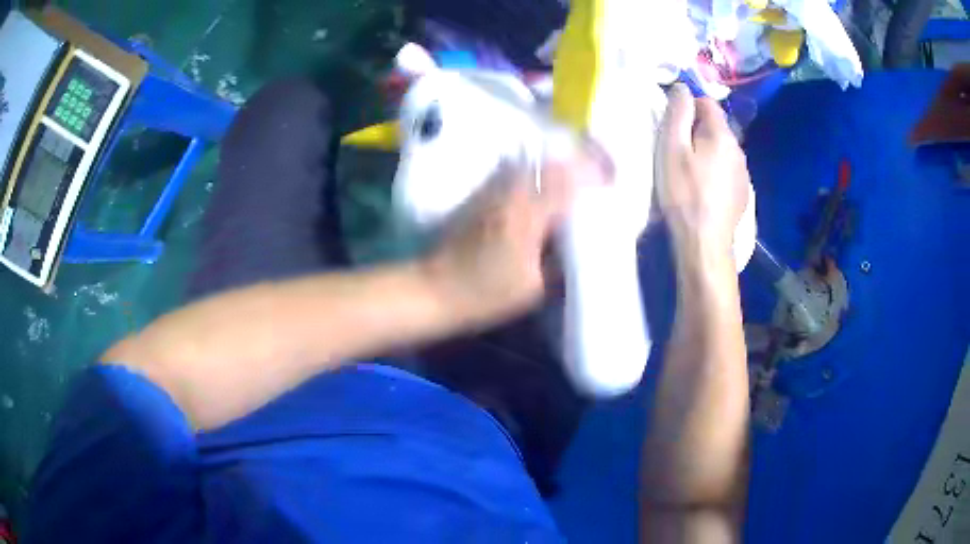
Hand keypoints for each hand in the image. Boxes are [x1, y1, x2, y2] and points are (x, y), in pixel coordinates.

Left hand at [422, 154, 605, 326]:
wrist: (435, 289)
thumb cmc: (485, 293)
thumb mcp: (533, 288)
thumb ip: (561, 264)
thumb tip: (579, 247)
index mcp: (528, 213)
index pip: (569, 179)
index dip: (593, 175)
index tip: (611, 180)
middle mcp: (511, 192)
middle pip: (552, 163)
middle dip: (579, 164)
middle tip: (597, 176)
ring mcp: (493, 190)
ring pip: (533, 164)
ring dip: (557, 166)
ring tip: (576, 179)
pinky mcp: (481, 195)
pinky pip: (515, 173)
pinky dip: (536, 174)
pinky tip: (544, 187)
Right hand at [656, 83, 751, 254]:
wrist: (705, 242)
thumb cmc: (684, 192)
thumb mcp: (672, 148)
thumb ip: (678, 112)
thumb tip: (682, 87)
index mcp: (722, 134)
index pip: (707, 103)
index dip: (688, 107)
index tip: (672, 126)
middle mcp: (738, 149)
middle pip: (716, 126)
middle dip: (697, 130)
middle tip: (677, 151)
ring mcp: (743, 173)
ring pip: (722, 149)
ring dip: (707, 152)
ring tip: (690, 172)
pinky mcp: (742, 193)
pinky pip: (727, 170)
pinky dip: (715, 171)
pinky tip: (704, 189)